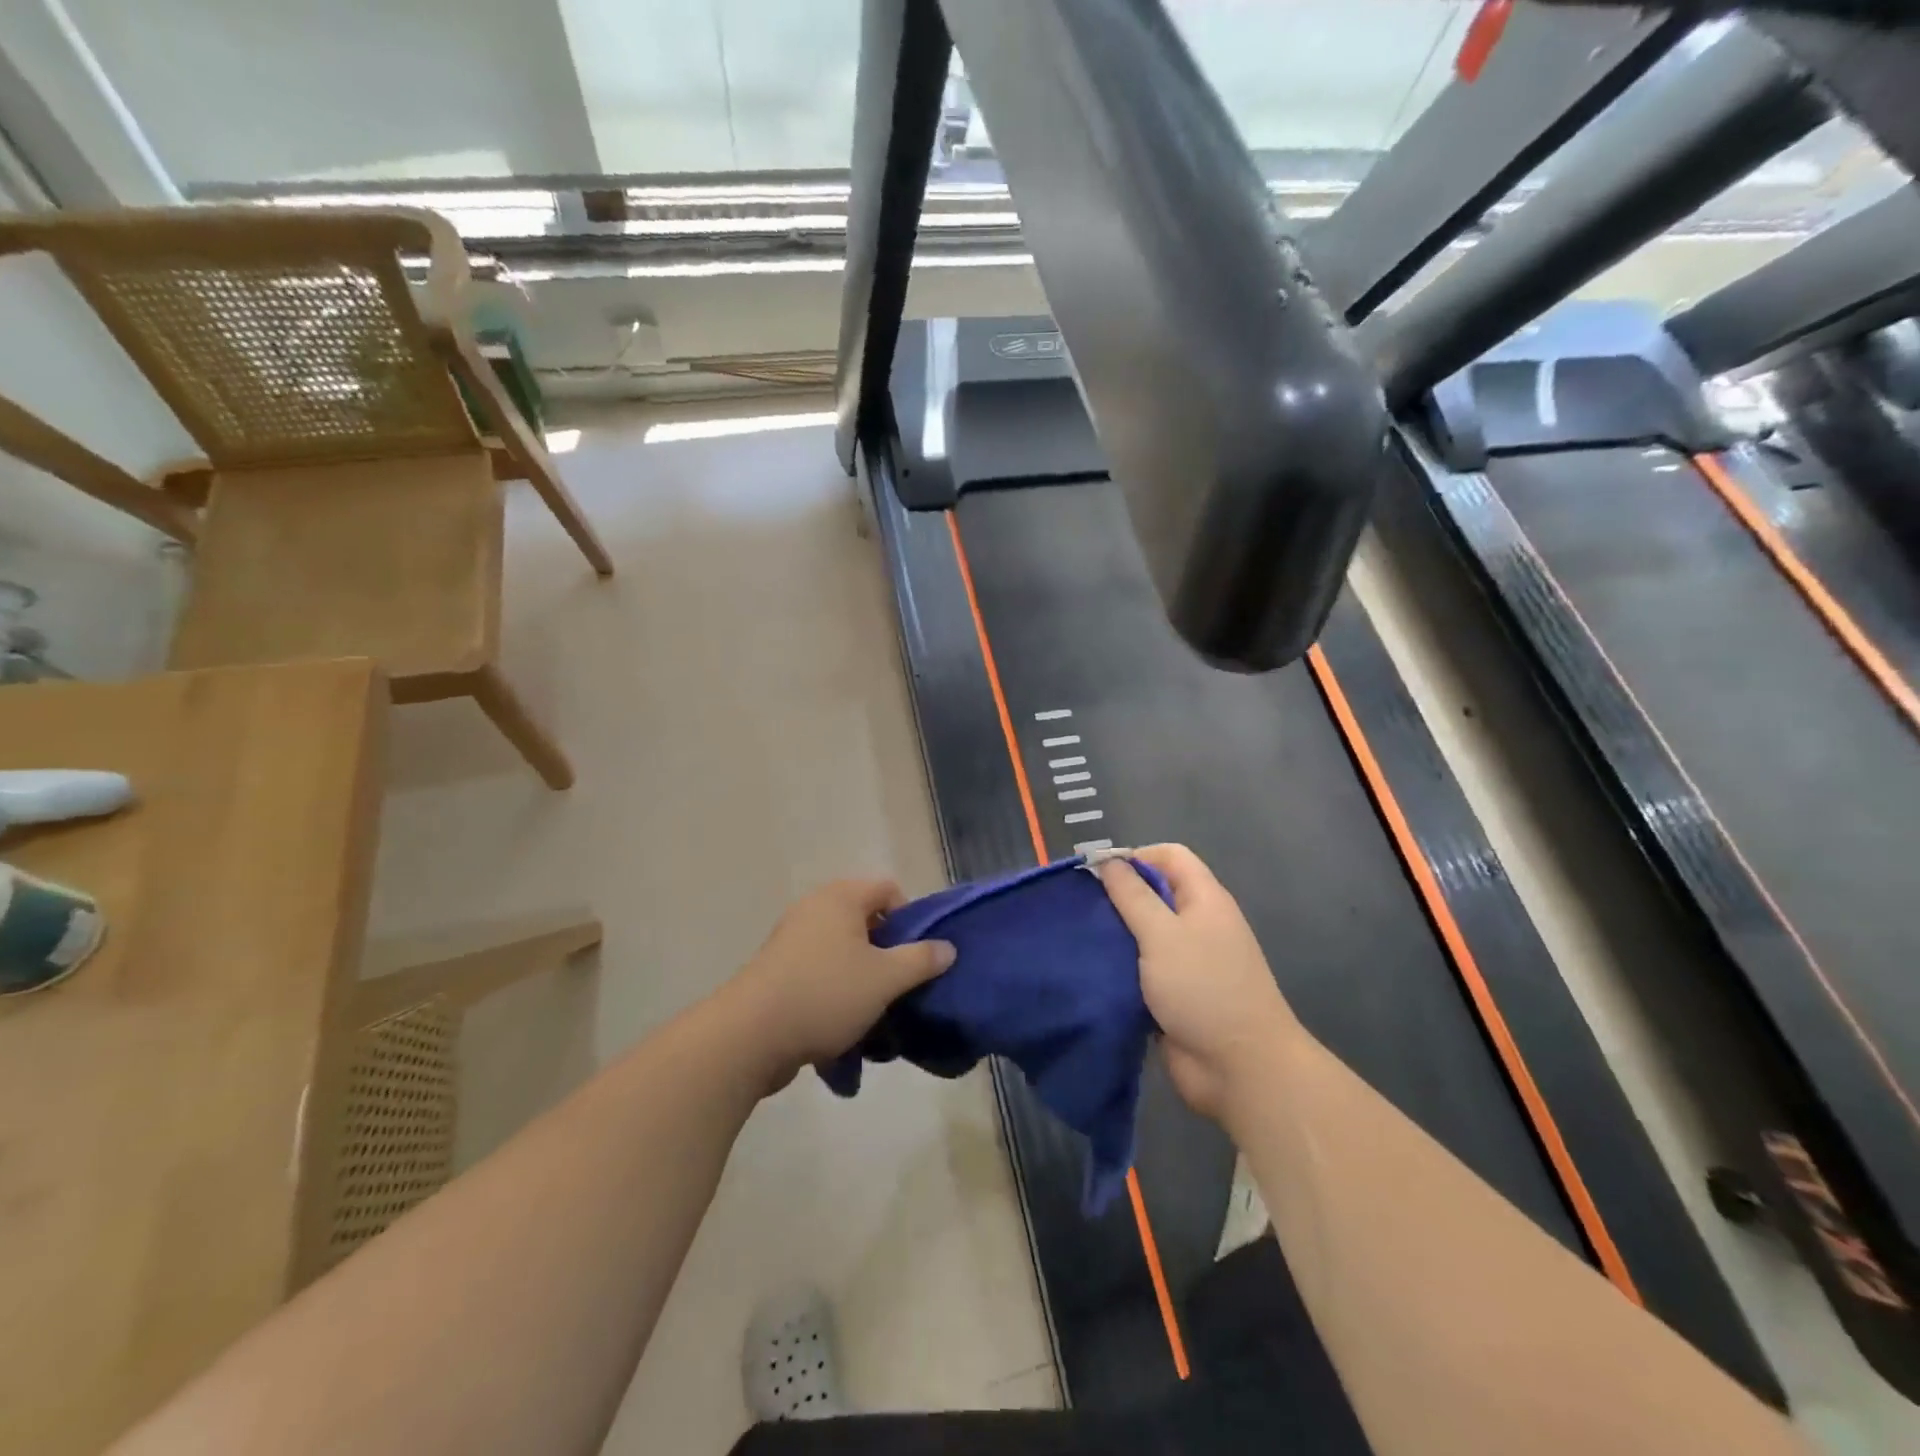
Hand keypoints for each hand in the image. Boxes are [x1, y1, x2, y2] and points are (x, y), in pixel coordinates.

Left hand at [725, 878, 954, 1092]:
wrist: (751, 1035)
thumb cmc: (826, 994)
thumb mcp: (885, 979)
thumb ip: (921, 960)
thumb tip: (947, 947)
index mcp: (841, 898)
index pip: (888, 889)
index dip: (909, 917)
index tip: (914, 955)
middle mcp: (815, 908)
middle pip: (865, 919)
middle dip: (886, 951)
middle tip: (897, 984)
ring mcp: (791, 938)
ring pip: (843, 949)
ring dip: (861, 975)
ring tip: (872, 1010)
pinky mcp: (777, 970)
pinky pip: (819, 971)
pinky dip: (835, 990)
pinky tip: (841, 1024)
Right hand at [1098, 844, 1301, 1123]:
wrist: (1240, 1069)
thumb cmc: (1204, 988)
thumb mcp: (1162, 934)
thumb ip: (1132, 896)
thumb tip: (1107, 861)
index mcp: (1204, 899)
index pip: (1169, 856)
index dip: (1134, 857)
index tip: (1097, 875)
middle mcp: (1197, 924)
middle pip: (1153, 893)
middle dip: (1117, 897)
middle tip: (1079, 908)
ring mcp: (1186, 961)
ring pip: (1143, 934)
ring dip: (1115, 935)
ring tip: (1077, 937)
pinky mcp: (1173, 994)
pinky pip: (1141, 969)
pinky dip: (1119, 968)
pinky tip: (1090, 970)